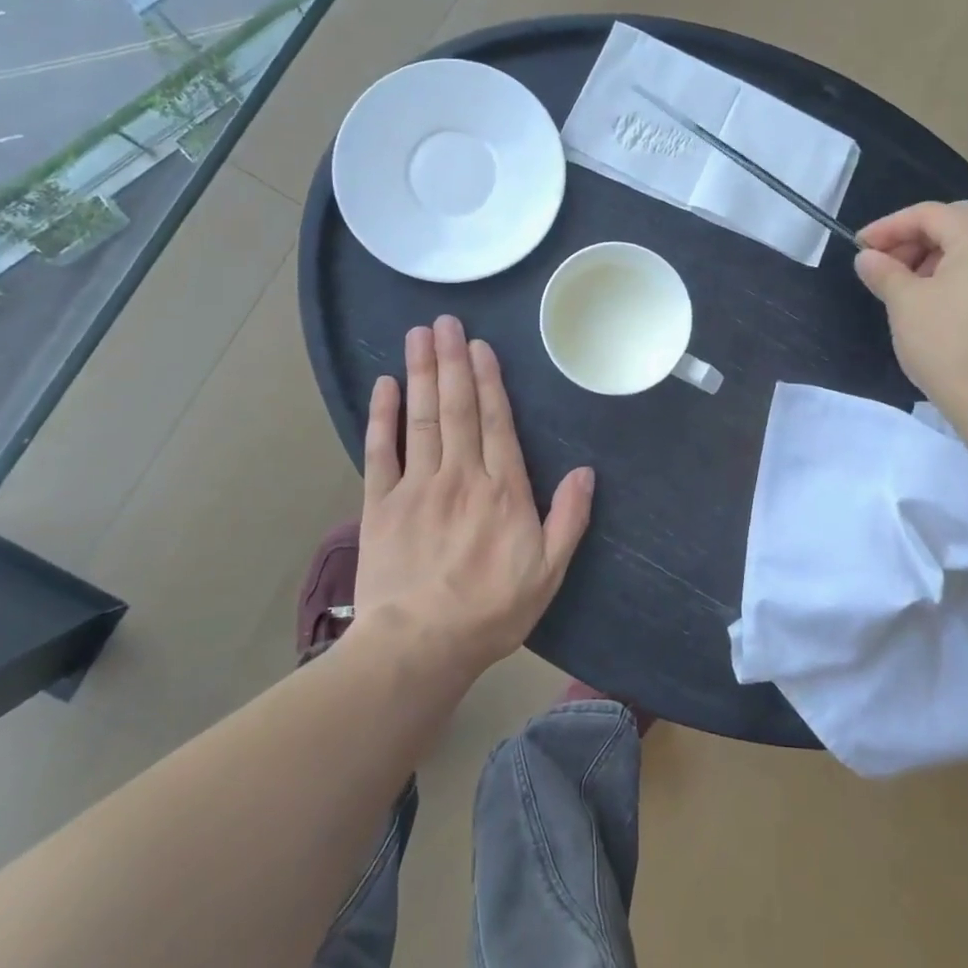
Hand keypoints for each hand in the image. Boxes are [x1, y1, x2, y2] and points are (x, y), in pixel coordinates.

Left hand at [356, 315, 594, 674]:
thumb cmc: (490, 611)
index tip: (479, 345)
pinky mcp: (380, 504)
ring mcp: (416, 486)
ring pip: (421, 418)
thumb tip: (587, 472)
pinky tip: (384, 386)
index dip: (489, 380)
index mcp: (502, 490)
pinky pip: (380, 451)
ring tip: (418, 335)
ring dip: (421, 374)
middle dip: (452, 361)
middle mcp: (460, 475)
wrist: (419, 646)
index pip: (496, 422)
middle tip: (445, 321)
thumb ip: (569, 519)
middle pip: (457, 408)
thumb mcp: (548, 573)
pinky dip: (382, 417)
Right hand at [853, 202, 967, 427]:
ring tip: (903, 284)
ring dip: (934, 256)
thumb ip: (883, 271)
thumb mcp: (904, 303)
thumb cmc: (948, 344)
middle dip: (913, 238)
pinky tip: (933, 300)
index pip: (929, 214)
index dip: (889, 227)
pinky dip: (957, 273)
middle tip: (882, 262)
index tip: (859, 247)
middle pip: (955, 223)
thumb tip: (868, 257)